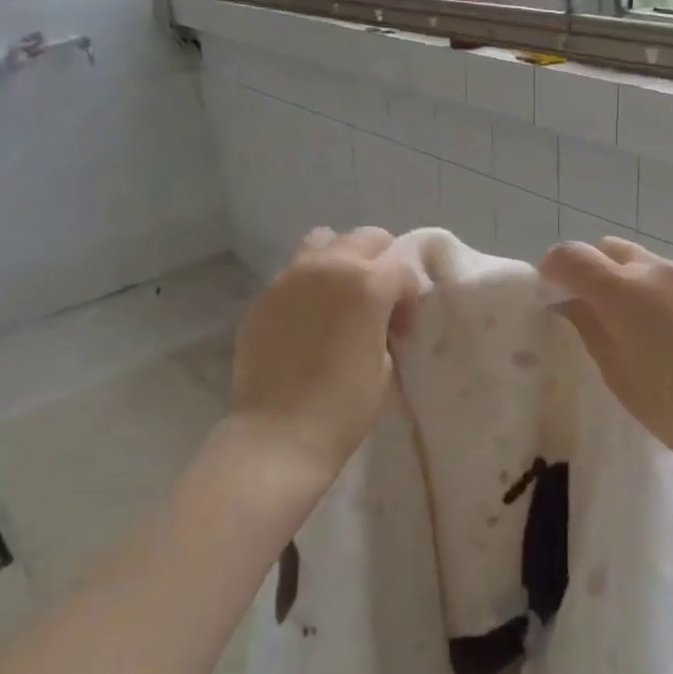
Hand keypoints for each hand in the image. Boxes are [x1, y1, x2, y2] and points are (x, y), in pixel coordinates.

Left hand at [229, 227, 421, 478]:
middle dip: (381, 262)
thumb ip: (387, 325)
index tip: (403, 327)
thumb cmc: (345, 406)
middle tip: (379, 300)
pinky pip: (292, 274)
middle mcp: (328, 267)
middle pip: (366, 238)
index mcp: (367, 283)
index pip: (403, 267)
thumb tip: (383, 317)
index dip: (410, 296)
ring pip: (323, 242)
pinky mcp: (262, 297)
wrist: (280, 435)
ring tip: (340, 296)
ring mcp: (289, 278)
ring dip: (340, 260)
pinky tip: (307, 321)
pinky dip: (308, 285)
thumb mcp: (386, 365)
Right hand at [538, 237, 672, 472]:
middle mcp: (656, 269)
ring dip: (638, 284)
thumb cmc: (670, 406)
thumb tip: (569, 299)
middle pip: (611, 249)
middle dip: (596, 270)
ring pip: (649, 264)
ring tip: (652, 326)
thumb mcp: (614, 369)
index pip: (571, 255)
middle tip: (600, 307)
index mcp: (622, 291)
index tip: (553, 289)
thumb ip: (587, 323)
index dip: (554, 267)